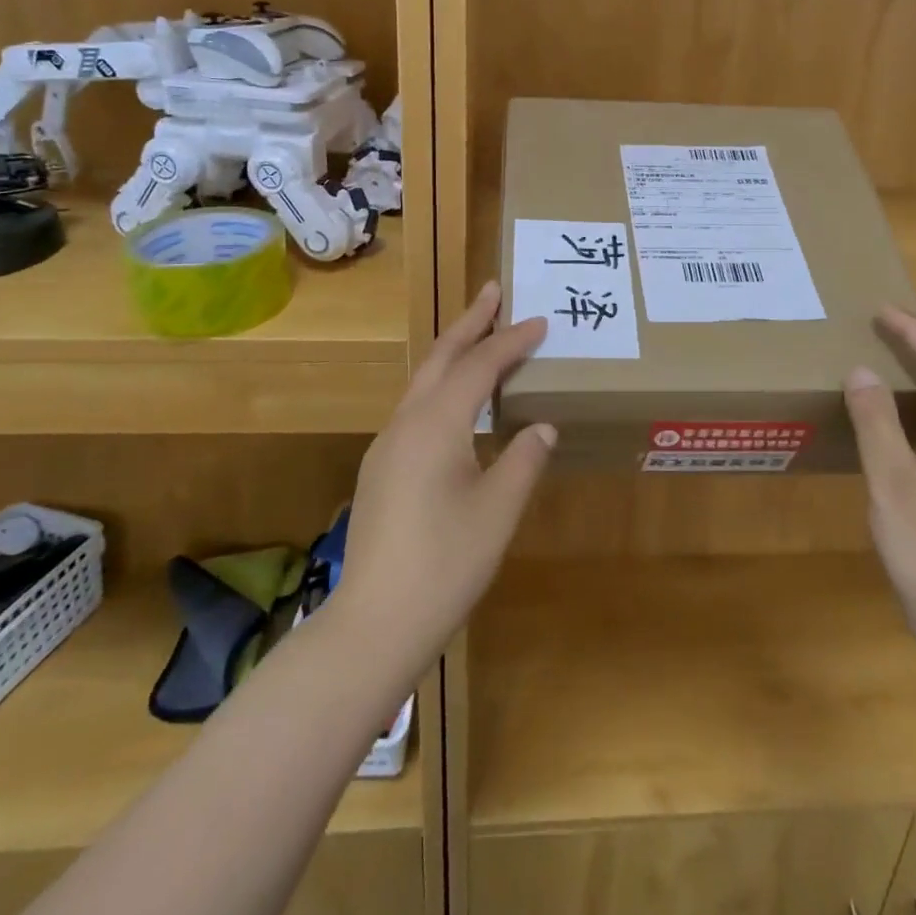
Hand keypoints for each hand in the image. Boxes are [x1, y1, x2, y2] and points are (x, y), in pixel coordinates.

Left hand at [337, 282, 554, 667]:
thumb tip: (541, 425)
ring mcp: (387, 446)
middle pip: (441, 358)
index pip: (480, 367)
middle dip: (470, 322)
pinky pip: (416, 409)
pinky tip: (456, 403)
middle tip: (494, 291)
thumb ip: (524, 458)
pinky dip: (442, 387)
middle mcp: (406, 423)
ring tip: (480, 335)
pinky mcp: (381, 470)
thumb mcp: (498, 510)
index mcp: (436, 424)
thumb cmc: (446, 564)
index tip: (540, 321)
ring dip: (453, 354)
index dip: (512, 341)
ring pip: (424, 382)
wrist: (374, 624)